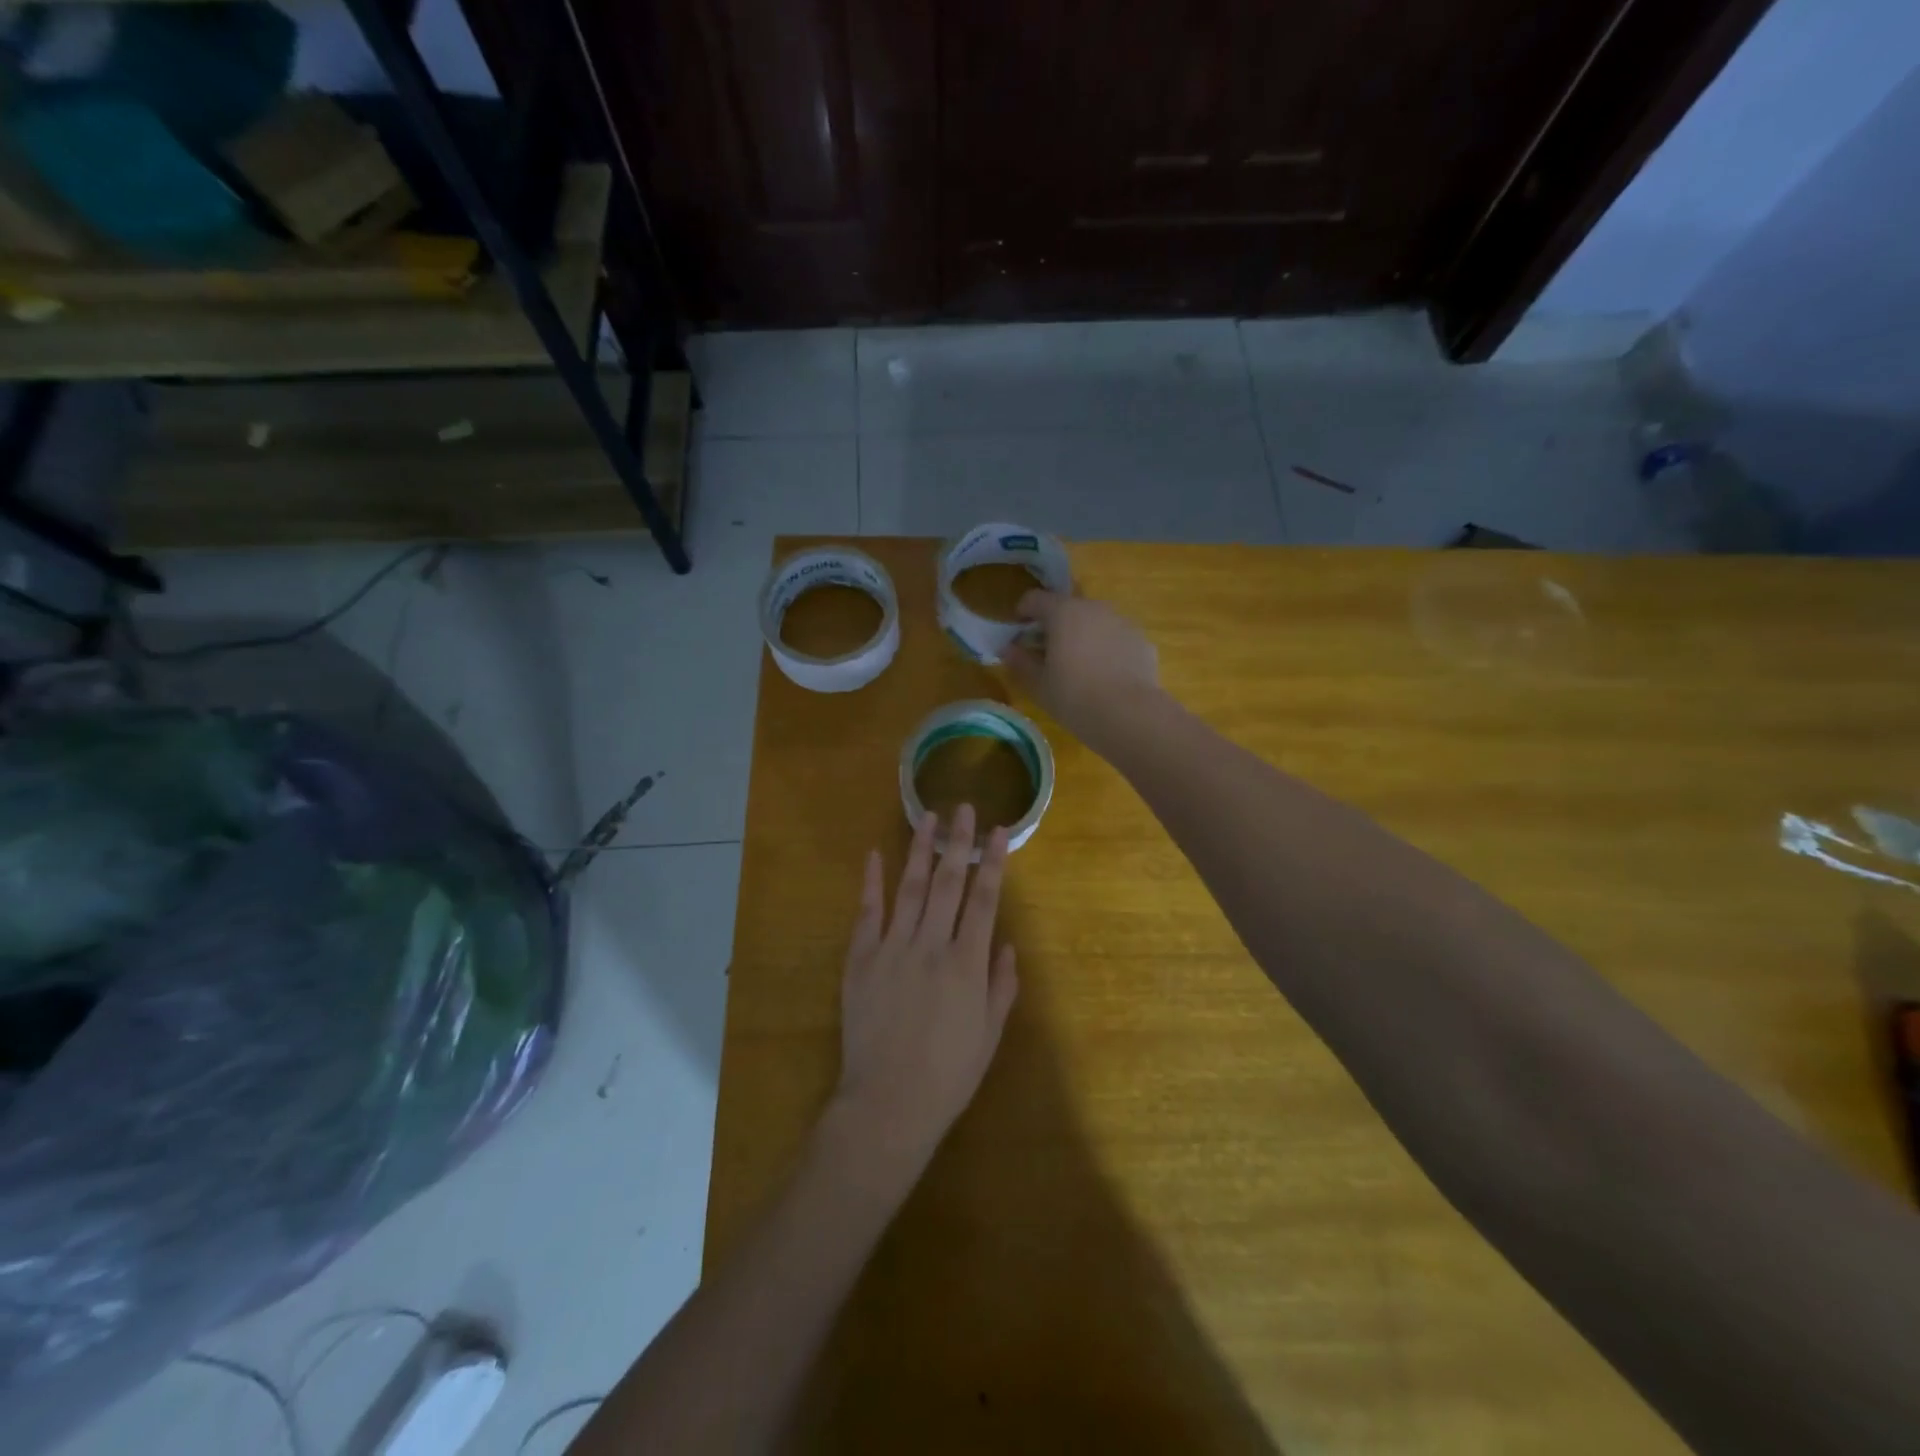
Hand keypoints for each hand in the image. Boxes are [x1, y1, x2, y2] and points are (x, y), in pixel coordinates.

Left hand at [832, 805, 1018, 1182]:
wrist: (888, 1103)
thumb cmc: (948, 1075)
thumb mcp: (989, 1035)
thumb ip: (1001, 986)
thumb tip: (1005, 944)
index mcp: (967, 964)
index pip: (984, 900)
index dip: (993, 862)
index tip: (999, 831)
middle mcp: (931, 945)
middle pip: (948, 882)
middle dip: (959, 842)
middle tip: (965, 808)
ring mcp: (892, 948)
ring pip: (910, 888)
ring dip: (920, 850)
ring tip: (927, 817)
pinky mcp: (861, 959)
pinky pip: (868, 913)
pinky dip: (871, 882)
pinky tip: (874, 855)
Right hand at [1001, 590, 1159, 742]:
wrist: (1129, 715)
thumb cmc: (1074, 697)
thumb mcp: (1038, 685)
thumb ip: (1020, 662)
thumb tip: (1008, 649)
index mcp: (1063, 612)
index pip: (1035, 598)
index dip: (1023, 612)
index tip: (1018, 633)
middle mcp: (1094, 608)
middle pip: (1068, 606)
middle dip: (1055, 624)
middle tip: (1047, 652)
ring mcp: (1122, 622)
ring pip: (1095, 621)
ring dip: (1083, 634)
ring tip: (1079, 665)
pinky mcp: (1142, 641)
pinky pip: (1116, 638)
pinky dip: (1107, 649)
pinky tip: (1106, 676)